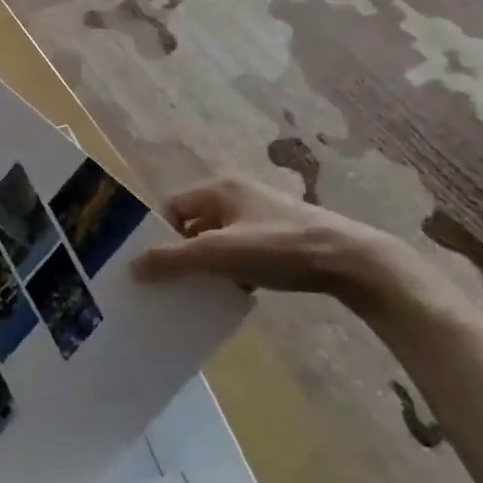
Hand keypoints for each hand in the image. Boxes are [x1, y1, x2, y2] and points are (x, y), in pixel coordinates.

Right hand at [131, 176, 443, 315]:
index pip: (173, 206)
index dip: (160, 234)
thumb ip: (174, 259)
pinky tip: (235, 294)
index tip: (155, 266)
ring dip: (209, 264)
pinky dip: (233, 270)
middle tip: (172, 284)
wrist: (350, 261)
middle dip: (183, 252)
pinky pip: (242, 251)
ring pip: (219, 240)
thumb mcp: (220, 254)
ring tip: (201, 293)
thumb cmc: (279, 248)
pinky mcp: (280, 237)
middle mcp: (238, 195)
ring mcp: (261, 215)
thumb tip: (132, 267)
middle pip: (194, 224)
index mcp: (220, 188)